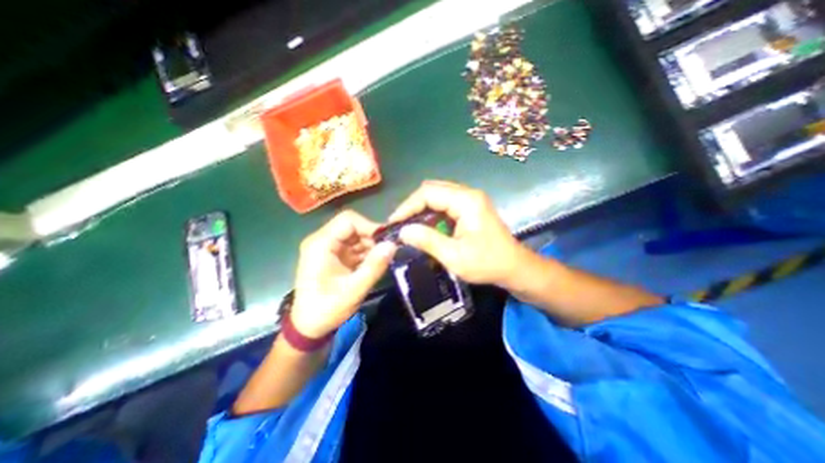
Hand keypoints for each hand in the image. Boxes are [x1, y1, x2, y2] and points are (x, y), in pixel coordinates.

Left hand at [290, 212, 394, 337]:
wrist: (308, 327)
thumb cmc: (326, 309)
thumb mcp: (353, 290)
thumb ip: (374, 267)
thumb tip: (392, 245)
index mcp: (321, 244)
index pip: (348, 220)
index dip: (369, 226)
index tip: (386, 241)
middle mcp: (323, 241)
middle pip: (353, 227)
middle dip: (372, 238)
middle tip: (387, 252)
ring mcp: (329, 248)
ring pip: (356, 237)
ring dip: (371, 246)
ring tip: (382, 260)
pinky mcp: (335, 256)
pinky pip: (355, 247)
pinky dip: (366, 254)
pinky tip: (374, 264)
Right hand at [390, 179, 523, 284]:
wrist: (515, 267)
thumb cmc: (488, 264)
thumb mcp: (455, 256)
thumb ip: (428, 241)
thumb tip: (403, 231)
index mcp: (466, 201)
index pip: (428, 193)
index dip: (407, 206)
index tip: (394, 223)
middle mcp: (468, 194)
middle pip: (432, 190)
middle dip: (413, 206)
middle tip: (400, 225)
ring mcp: (470, 199)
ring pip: (437, 196)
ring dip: (421, 210)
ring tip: (409, 227)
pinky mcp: (471, 208)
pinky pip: (445, 204)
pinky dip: (432, 214)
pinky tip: (426, 228)